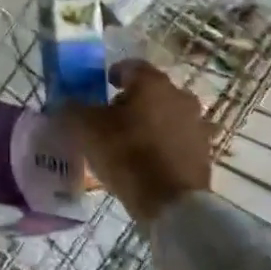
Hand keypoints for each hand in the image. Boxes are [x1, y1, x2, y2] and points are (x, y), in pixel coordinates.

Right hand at [66, 60, 215, 223]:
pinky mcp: (204, 152)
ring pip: (167, 114)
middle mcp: (180, 96)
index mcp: (152, 83)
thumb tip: (66, 103)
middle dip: (133, 100)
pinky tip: (148, 160)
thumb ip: (73, 109)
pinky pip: (178, 139)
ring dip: (150, 122)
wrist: (171, 202)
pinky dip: (164, 144)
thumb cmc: (127, 154)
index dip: (114, 74)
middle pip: (152, 91)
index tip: (102, 85)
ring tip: (130, 141)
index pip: (131, 66)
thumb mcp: (86, 129)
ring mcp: (196, 124)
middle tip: (112, 117)